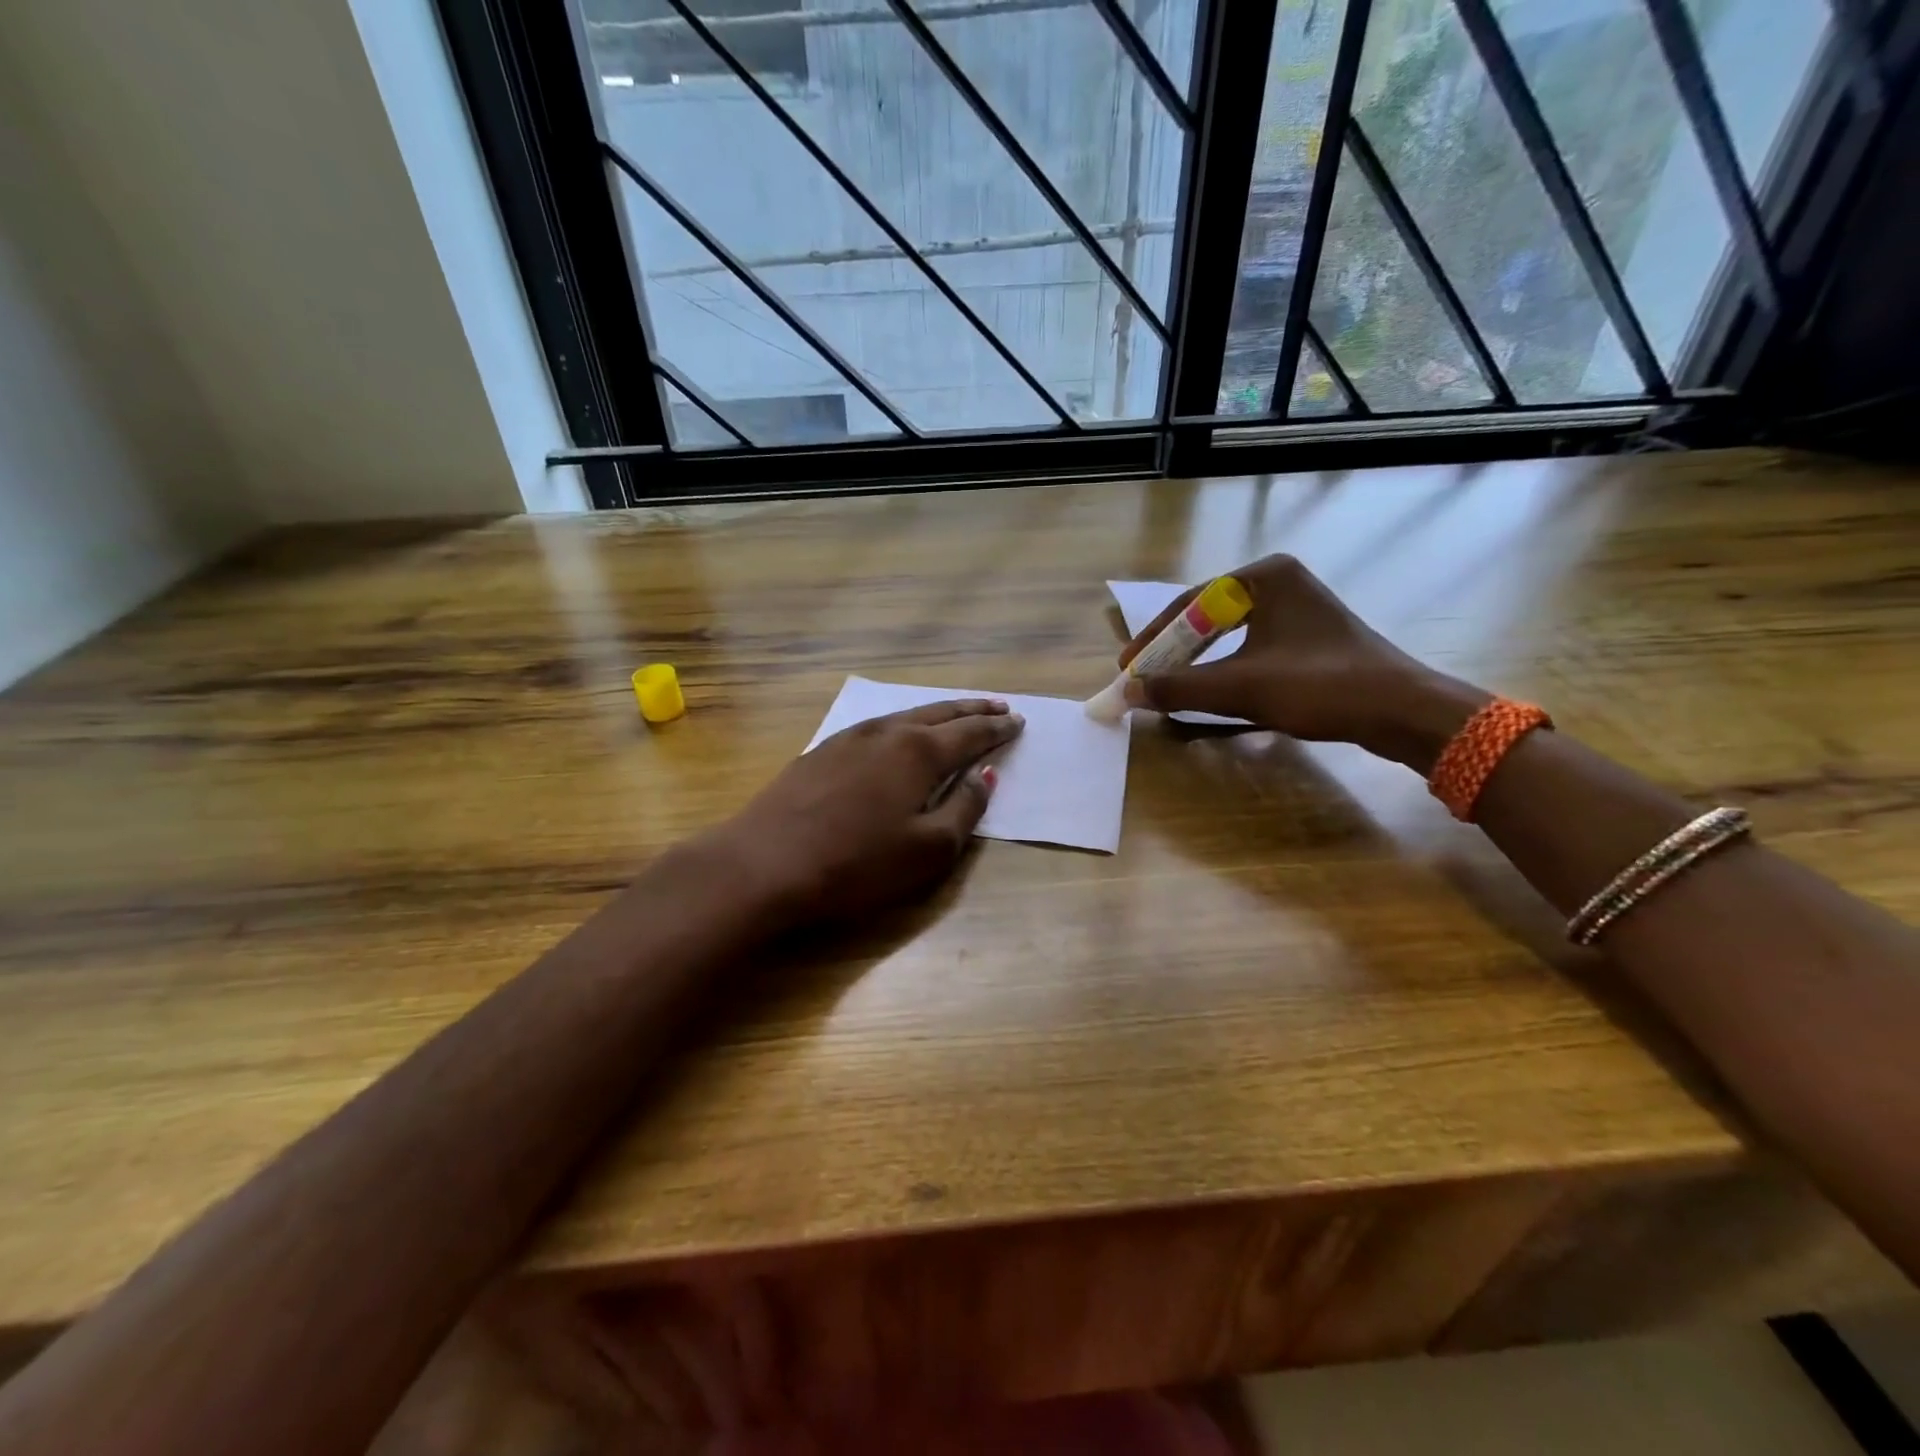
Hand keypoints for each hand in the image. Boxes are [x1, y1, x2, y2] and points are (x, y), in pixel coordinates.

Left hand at [707, 699, 1023, 925]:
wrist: (763, 864)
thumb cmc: (856, 864)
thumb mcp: (927, 849)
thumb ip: (965, 809)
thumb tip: (986, 775)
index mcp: (918, 752)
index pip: (970, 733)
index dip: (997, 728)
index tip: (1018, 721)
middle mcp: (886, 733)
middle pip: (940, 714)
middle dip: (972, 710)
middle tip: (998, 705)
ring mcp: (849, 738)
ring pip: (905, 715)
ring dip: (937, 713)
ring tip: (956, 713)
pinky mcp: (821, 751)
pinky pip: (876, 726)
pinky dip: (901, 724)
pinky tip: (898, 732)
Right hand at [1119, 556, 1487, 771]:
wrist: (1401, 711)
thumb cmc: (1319, 686)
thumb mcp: (1241, 686)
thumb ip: (1178, 687)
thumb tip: (1127, 693)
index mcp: (1264, 575)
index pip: (1190, 604)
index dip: (1153, 640)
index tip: (1127, 668)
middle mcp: (1280, 581)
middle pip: (1206, 616)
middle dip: (1172, 651)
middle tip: (1142, 677)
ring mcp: (1297, 607)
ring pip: (1228, 633)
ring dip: (1196, 662)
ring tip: (1167, 684)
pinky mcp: (1308, 635)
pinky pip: (1250, 645)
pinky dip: (1224, 667)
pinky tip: (1209, 688)